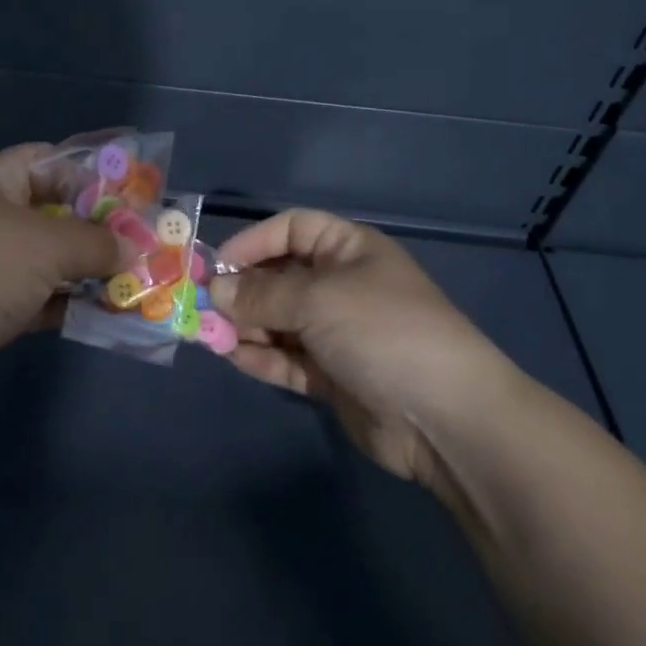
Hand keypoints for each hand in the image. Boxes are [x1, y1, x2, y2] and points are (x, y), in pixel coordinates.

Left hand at [0, 144, 129, 411]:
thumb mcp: (47, 244)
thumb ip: (96, 242)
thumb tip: (132, 249)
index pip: (51, 161)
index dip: (94, 175)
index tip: (137, 195)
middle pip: (55, 212)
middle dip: (100, 229)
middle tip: (147, 242)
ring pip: (51, 260)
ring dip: (91, 271)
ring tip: (142, 279)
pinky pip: (42, 298)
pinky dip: (72, 304)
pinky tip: (111, 313)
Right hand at [209, 210, 521, 489]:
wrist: (444, 417)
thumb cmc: (382, 331)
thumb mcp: (318, 299)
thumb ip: (261, 294)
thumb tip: (215, 290)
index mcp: (347, 249)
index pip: (291, 229)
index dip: (252, 242)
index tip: (215, 266)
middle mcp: (340, 285)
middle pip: (279, 276)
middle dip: (241, 289)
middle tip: (201, 306)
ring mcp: (336, 332)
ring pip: (278, 320)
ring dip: (244, 324)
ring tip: (208, 333)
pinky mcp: (331, 375)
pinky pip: (287, 357)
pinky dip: (260, 356)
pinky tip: (232, 356)